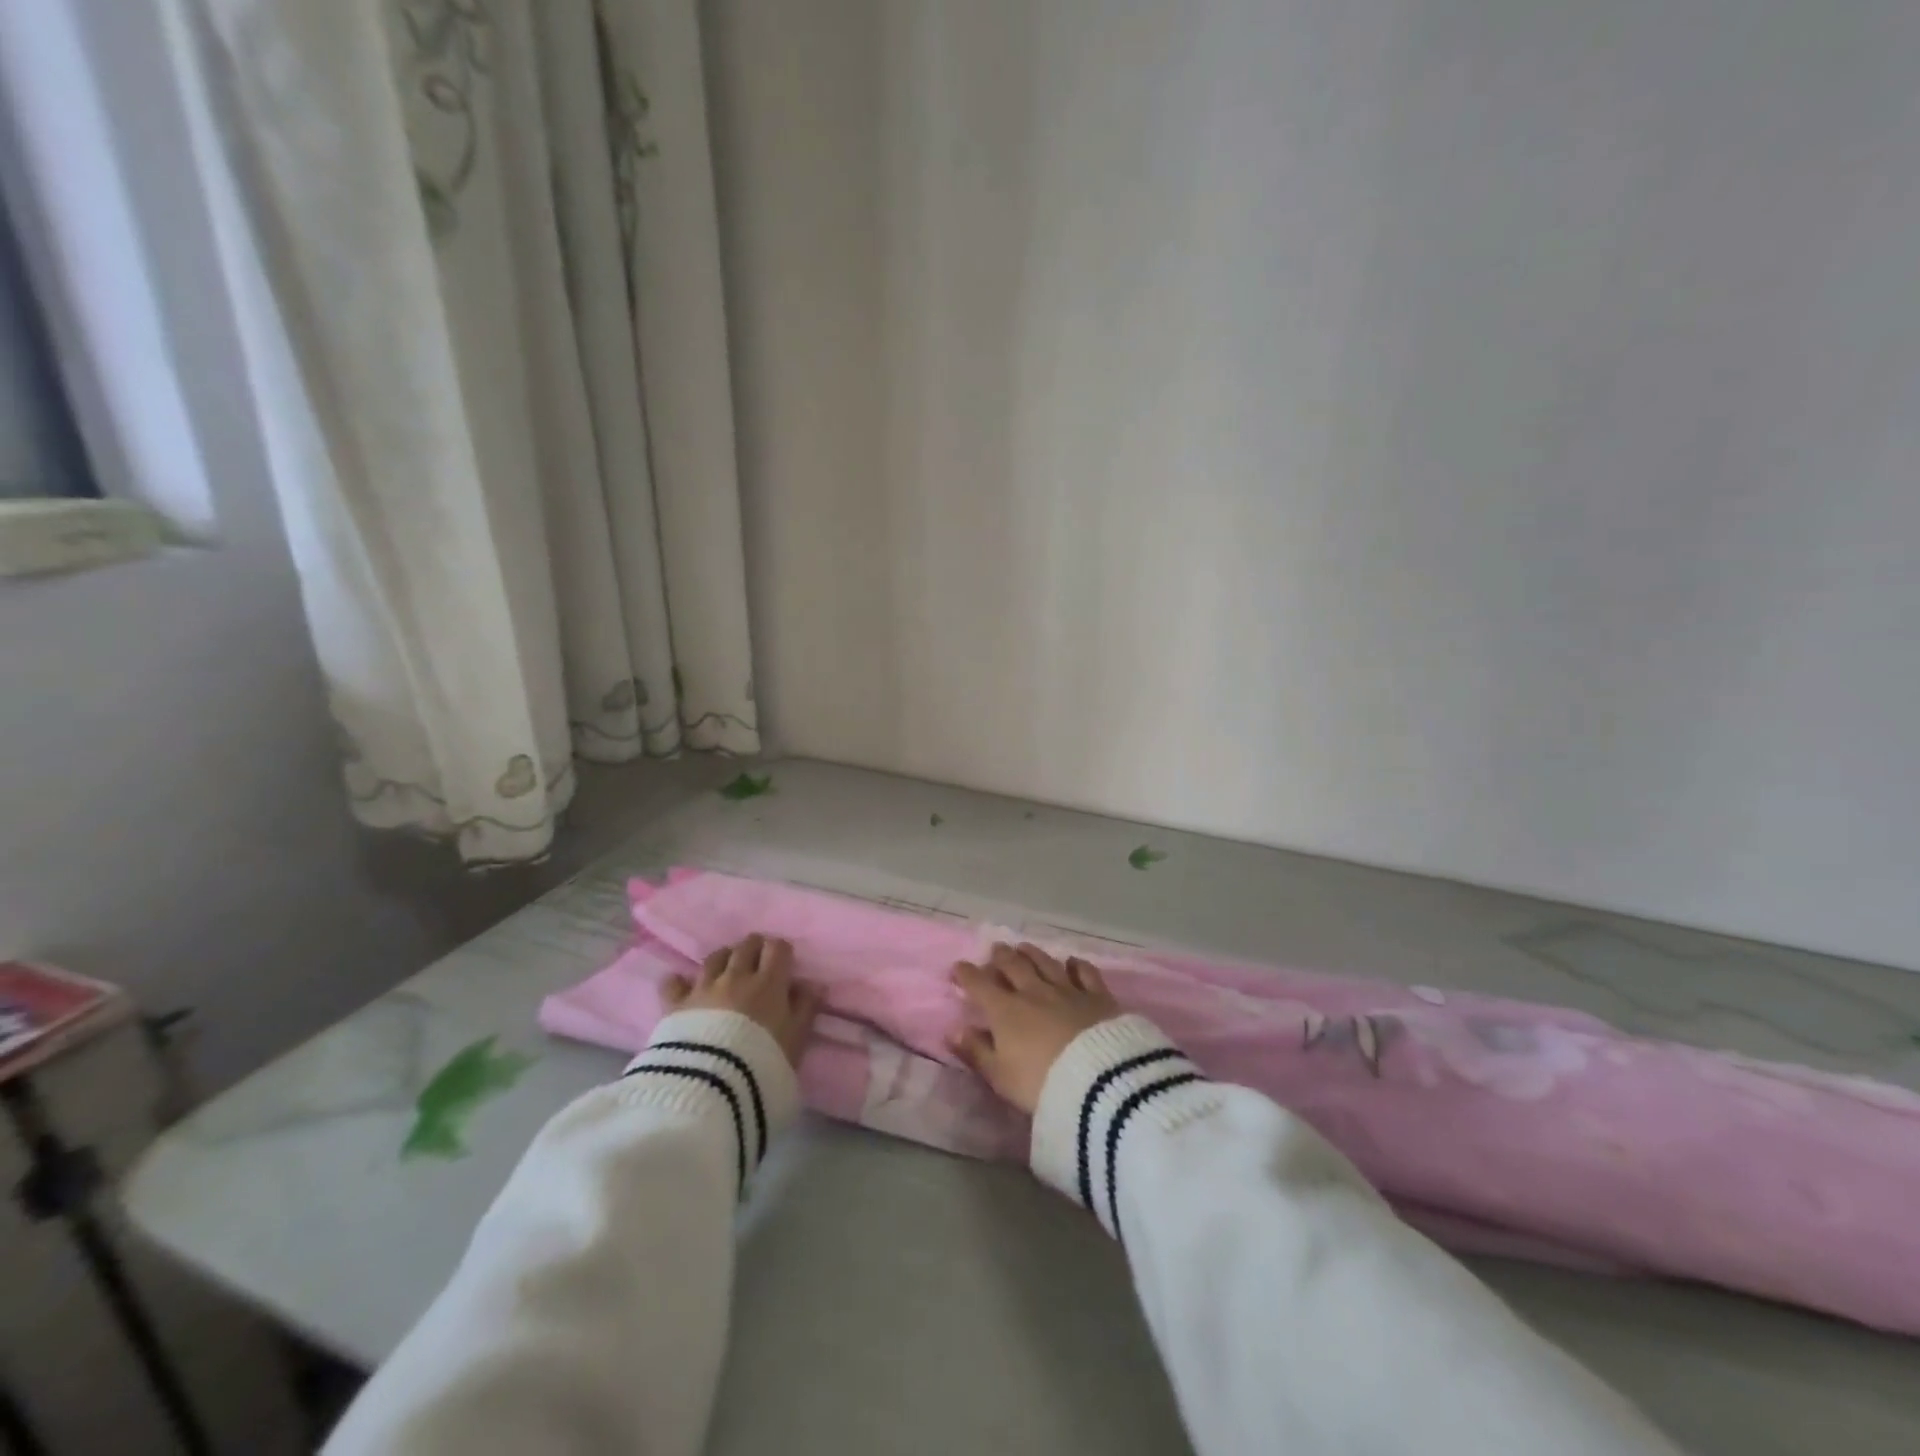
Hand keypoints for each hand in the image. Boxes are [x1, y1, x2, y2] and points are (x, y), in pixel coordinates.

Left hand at [663, 934, 824, 1069]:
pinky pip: (673, 982)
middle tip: (757, 958)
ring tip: (726, 966)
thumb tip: (813, 984)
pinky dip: (678, 980)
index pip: (777, 948)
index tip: (784, 961)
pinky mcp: (676, 1005)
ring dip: (723, 957)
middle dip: (754, 948)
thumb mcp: (797, 1040)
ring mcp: (704, 988)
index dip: (781, 950)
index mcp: (769, 983)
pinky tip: (680, 983)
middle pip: (746, 947)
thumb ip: (806, 1009)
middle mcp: (736, 977)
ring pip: (714, 958)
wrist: (713, 1084)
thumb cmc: (764, 1062)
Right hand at [950, 943, 1120, 1114]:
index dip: (966, 974)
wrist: (1098, 1081)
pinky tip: (1072, 962)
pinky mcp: (1097, 996)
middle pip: (1014, 966)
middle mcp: (1034, 992)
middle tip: (995, 949)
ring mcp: (1067, 990)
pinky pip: (1085, 972)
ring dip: (1032, 953)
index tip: (958, 968)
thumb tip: (953, 1030)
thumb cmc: (1040, 1084)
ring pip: (1046, 963)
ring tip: (1024, 947)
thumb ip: (976, 1051)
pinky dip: (1076, 965)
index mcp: (1006, 1010)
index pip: (980, 985)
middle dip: (1001, 956)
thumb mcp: (1000, 1076)